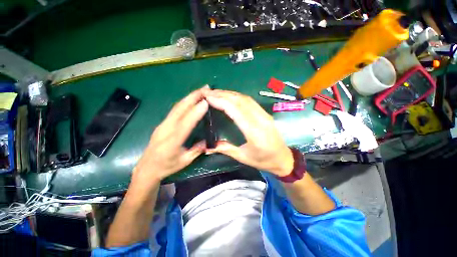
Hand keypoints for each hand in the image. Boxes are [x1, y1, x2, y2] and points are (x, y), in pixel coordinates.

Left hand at [132, 86, 209, 186]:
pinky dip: (184, 102)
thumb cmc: (166, 167)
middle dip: (193, 97)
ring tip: (200, 91)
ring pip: (176, 107)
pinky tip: (191, 99)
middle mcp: (166, 130)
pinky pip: (174, 110)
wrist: (147, 168)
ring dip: (189, 97)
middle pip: (179, 109)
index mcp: (172, 142)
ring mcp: (162, 125)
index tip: (205, 102)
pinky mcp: (162, 123)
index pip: (185, 124)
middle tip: (205, 89)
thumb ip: (197, 150)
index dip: (195, 112)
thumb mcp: (185, 161)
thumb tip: (208, 141)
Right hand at [204, 90, 293, 176]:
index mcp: (254, 132)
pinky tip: (230, 97)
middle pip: (240, 101)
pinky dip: (237, 96)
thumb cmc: (263, 160)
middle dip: (222, 95)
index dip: (221, 101)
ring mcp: (264, 114)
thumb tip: (207, 147)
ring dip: (230, 94)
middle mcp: (260, 119)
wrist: (283, 158)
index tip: (207, 98)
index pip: (235, 110)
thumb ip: (225, 149)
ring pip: (245, 99)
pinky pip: (250, 101)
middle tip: (208, 93)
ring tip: (216, 93)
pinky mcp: (265, 113)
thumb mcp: (243, 157)